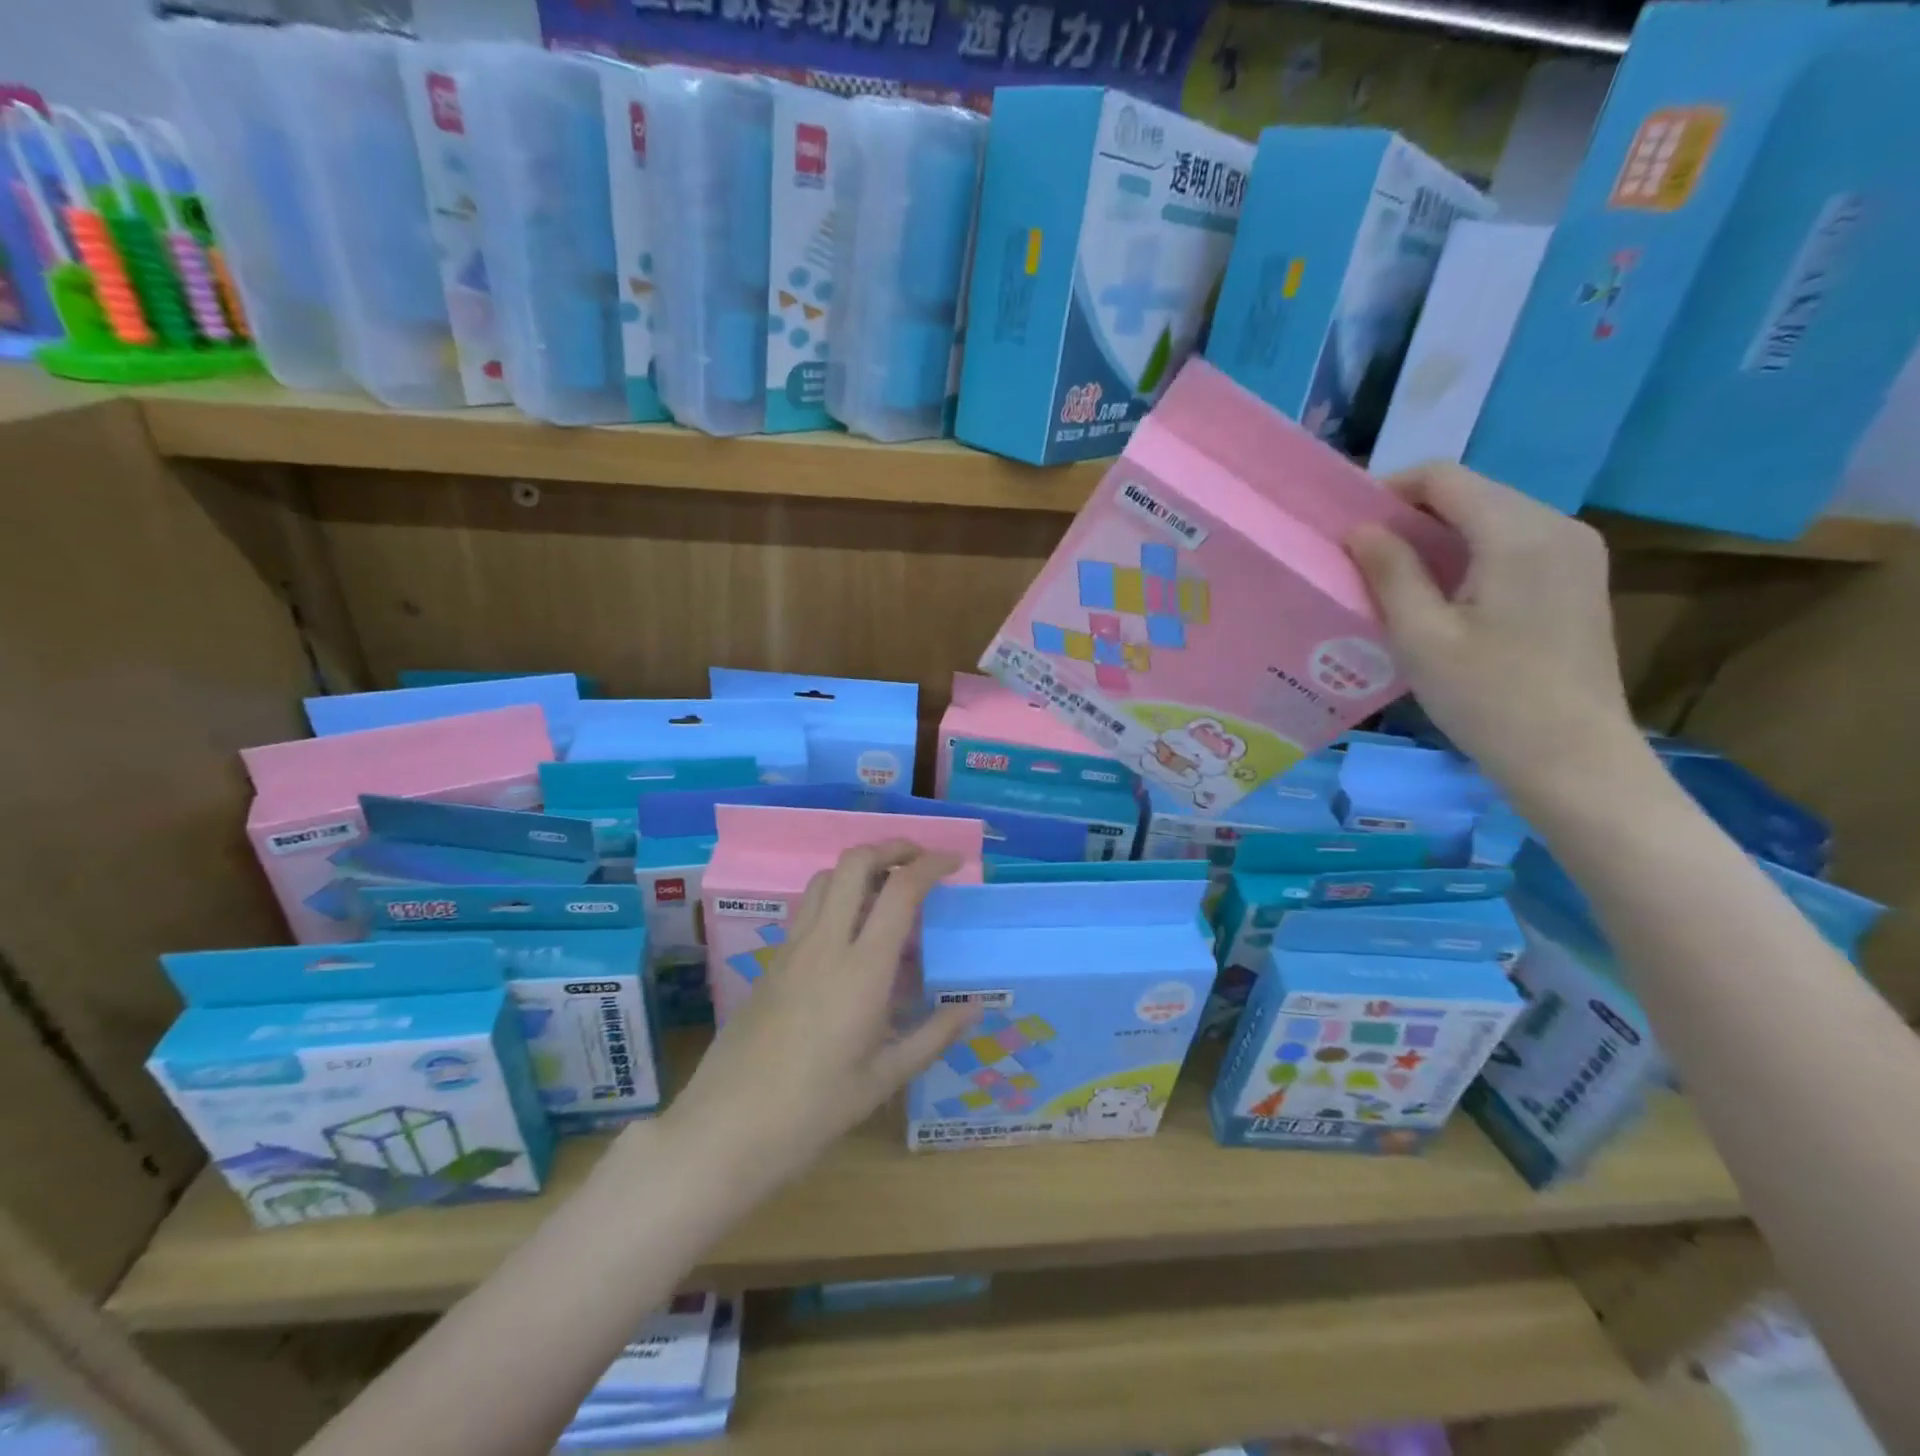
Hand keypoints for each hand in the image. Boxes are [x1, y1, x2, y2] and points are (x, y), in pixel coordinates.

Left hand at [662, 843, 978, 1197]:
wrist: (725, 1129)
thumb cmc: (813, 1110)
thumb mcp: (883, 1079)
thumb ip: (933, 1036)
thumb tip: (974, 1007)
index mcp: (862, 970)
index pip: (900, 891)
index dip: (931, 865)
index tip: (954, 863)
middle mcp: (825, 943)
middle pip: (854, 862)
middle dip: (891, 847)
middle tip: (919, 859)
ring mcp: (792, 949)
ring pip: (824, 878)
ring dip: (859, 867)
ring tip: (886, 887)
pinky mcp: (772, 962)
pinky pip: (807, 908)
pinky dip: (835, 895)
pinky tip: (850, 931)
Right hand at [1346, 462, 1641, 801]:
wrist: (1573, 759)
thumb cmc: (1487, 698)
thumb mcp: (1421, 636)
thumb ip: (1390, 571)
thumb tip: (1360, 528)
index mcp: (1519, 533)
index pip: (1444, 478)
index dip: (1389, 490)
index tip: (1349, 526)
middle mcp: (1557, 526)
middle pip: (1471, 493)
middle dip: (1412, 514)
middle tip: (1362, 555)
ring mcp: (1576, 552)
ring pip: (1492, 517)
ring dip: (1439, 535)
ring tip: (1394, 576)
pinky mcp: (1578, 579)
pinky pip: (1514, 543)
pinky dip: (1470, 553)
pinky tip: (1443, 593)